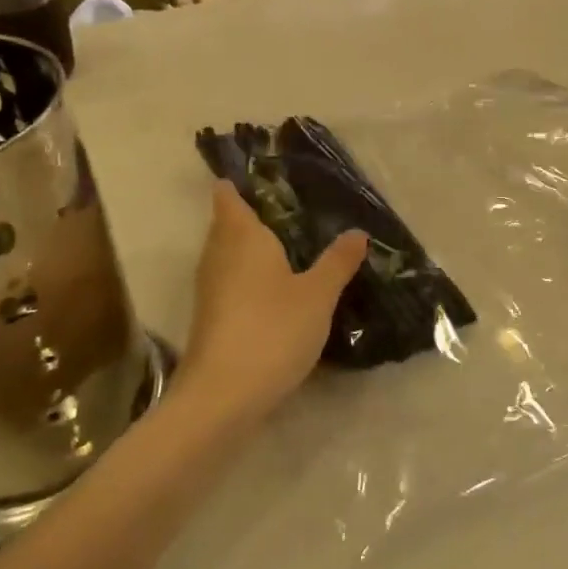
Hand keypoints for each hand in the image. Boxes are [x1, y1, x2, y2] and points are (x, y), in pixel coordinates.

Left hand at [178, 181, 368, 423]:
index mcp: (242, 237)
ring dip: (249, 248)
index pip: (229, 197)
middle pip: (226, 225)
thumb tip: (357, 232)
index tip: (257, 175)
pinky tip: (274, 288)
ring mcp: (211, 289)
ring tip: (286, 245)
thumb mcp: (317, 294)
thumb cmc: (273, 329)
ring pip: (227, 255)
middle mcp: (219, 255)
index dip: (236, 183)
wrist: (224, 394)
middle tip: (286, 209)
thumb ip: (337, 262)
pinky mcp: (211, 317)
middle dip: (248, 215)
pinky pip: (230, 281)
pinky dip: (248, 276)